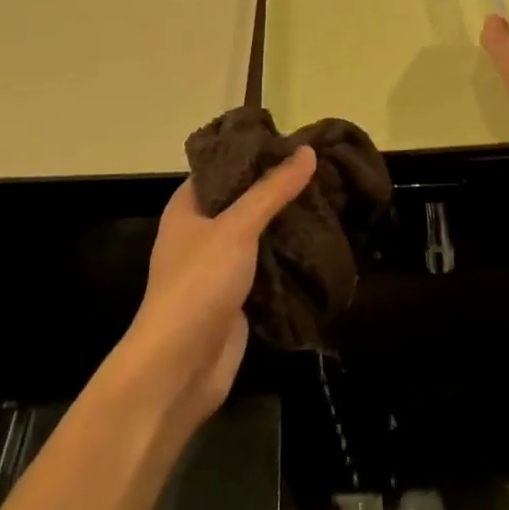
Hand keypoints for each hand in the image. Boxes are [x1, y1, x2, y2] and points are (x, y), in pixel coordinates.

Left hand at [118, 148, 316, 436]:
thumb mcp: (237, 227)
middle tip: (323, 168)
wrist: (179, 368)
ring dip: (288, 221)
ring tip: (330, 197)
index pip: (224, 165)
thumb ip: (272, 190)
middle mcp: (201, 231)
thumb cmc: (198, 284)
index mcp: (188, 206)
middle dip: (279, 187)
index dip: (256, 151)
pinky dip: (290, 255)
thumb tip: (307, 151)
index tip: (296, 141)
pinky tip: (320, 240)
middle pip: (245, 199)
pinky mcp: (238, 296)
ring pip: (259, 233)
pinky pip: (268, 265)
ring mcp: (219, 266)